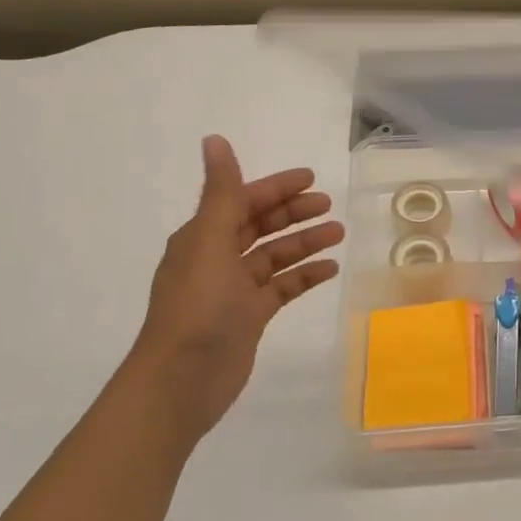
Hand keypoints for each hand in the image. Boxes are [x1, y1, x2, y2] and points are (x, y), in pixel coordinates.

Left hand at [128, 135, 344, 441]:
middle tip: (329, 205)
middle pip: (260, 225)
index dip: (276, 187)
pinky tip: (329, 269)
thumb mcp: (210, 242)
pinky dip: (304, 276)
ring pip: (275, 256)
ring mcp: (234, 290)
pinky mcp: (249, 317)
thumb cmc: (197, 306)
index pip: (242, 200)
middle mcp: (217, 258)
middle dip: (294, 213)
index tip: (311, 178)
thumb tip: (214, 138)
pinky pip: (282, 287)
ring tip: (339, 233)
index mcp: (202, 237)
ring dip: (305, 242)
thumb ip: (221, 192)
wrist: (182, 381)